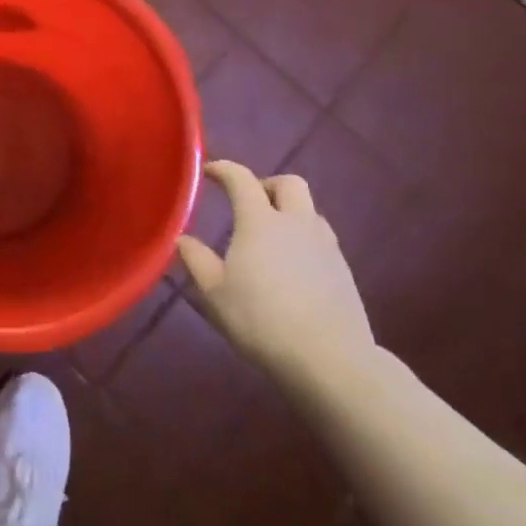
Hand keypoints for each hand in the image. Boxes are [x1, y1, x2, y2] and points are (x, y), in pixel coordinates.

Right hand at [177, 161, 373, 377]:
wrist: (328, 356)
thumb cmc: (261, 320)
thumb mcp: (215, 293)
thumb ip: (196, 260)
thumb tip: (182, 238)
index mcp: (260, 221)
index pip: (241, 179)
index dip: (224, 169)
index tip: (210, 171)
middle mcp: (296, 222)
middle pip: (289, 183)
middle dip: (267, 185)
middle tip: (249, 203)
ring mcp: (325, 244)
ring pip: (309, 210)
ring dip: (289, 212)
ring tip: (271, 237)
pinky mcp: (343, 268)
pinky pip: (321, 237)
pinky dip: (303, 238)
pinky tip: (293, 266)